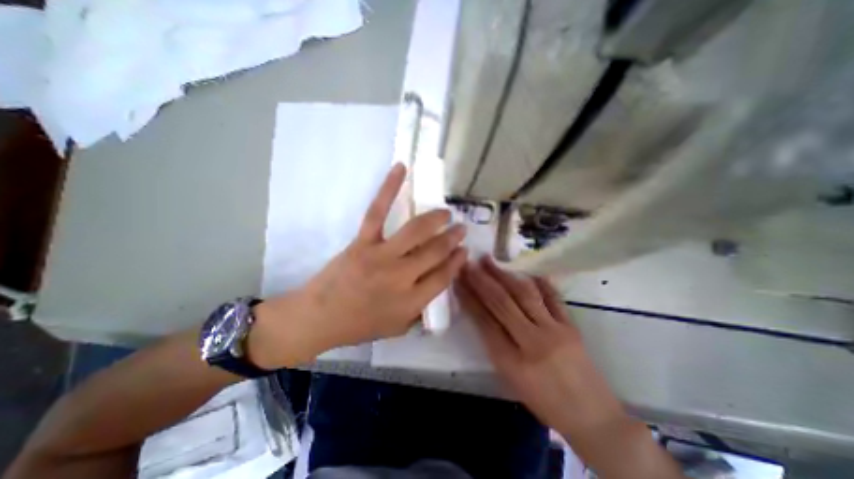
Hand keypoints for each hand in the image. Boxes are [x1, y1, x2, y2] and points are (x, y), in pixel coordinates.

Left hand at [246, 164, 466, 368]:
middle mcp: (401, 277)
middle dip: (452, 238)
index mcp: (411, 301)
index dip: (457, 262)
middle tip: (461, 229)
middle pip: (435, 252)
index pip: (444, 276)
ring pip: (415, 231)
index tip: (464, 251)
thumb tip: (438, 285)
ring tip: (446, 213)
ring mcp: (381, 256)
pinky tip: (401, 168)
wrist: (319, 318)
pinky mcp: (362, 242)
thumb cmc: (359, 326)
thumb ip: (420, 310)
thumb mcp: (397, 327)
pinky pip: (378, 211)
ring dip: (436, 218)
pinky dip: (389, 187)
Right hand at [452, 258, 624, 438]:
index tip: (459, 281)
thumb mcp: (510, 378)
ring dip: (504, 275)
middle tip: (469, 264)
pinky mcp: (571, 326)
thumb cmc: (544, 403)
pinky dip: (539, 282)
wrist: (592, 418)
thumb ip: (495, 344)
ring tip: (490, 261)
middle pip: (502, 303)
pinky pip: (553, 297)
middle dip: (482, 281)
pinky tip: (527, 270)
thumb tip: (481, 314)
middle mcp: (532, 341)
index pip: (484, 321)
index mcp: (511, 361)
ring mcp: (554, 331)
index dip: (469, 299)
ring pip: (524, 294)